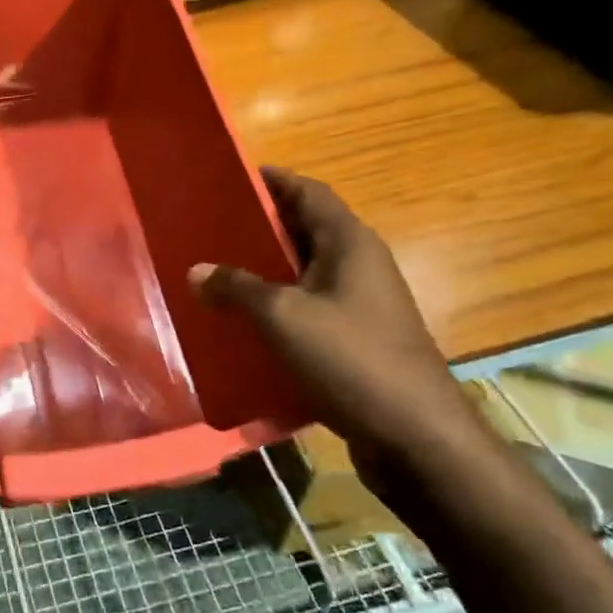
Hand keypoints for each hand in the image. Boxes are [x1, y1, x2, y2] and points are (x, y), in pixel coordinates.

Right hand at [189, 170, 492, 493]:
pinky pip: (311, 308)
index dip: (274, 181)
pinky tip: (246, 322)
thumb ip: (237, 288)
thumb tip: (197, 271)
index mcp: (350, 243)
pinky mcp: (358, 340)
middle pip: (307, 230)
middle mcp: (360, 265)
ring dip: (269, 269)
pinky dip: (280, 306)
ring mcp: (363, 305)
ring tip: (220, 270)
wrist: (415, 436)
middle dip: (263, 225)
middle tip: (214, 225)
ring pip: (307, 272)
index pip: (309, 192)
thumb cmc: (351, 358)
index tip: (234, 176)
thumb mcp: (282, 316)